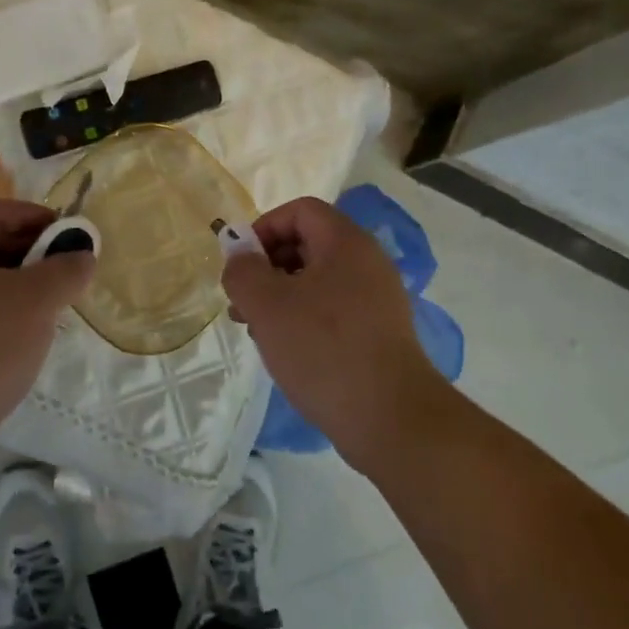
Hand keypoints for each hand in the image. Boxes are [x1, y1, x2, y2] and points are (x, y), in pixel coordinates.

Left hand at [0, 199, 93, 458]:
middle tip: (64, 269)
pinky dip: (0, 309)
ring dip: (18, 283)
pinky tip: (24, 334)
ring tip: (51, 303)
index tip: (66, 234)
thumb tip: (82, 255)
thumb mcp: (37, 300)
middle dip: (30, 251)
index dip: (33, 215)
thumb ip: (66, 269)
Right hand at [223, 195, 445, 470]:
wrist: (389, 418)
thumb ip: (243, 271)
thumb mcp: (267, 305)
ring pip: (316, 280)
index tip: (241, 264)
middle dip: (267, 266)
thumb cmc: (324, 349)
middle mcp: (367, 262)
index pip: (300, 211)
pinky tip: (285, 350)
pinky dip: (303, 319)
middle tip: (241, 301)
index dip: (264, 228)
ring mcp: (376, 299)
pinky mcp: (378, 332)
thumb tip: (239, 256)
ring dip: (280, 296)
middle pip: (307, 244)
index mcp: (346, 243)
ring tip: (255, 329)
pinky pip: (332, 310)